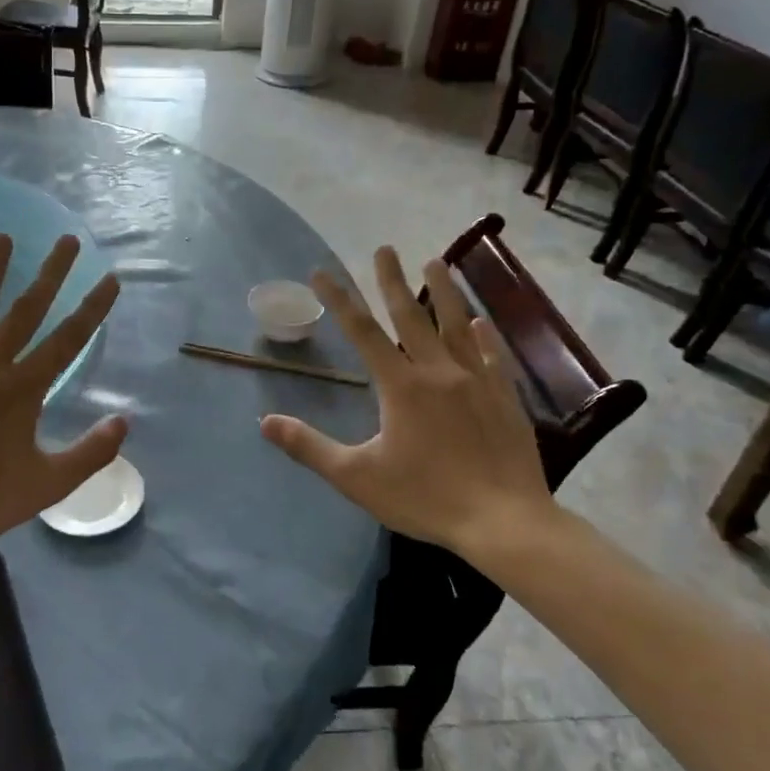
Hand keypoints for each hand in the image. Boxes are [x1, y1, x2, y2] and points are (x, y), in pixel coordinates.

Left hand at [0, 233, 125, 553]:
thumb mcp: (47, 485)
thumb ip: (89, 453)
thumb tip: (124, 422)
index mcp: (25, 388)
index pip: (68, 339)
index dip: (93, 308)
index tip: (110, 278)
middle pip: (26, 310)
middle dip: (51, 273)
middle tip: (67, 240)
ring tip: (2, 237)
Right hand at [259, 246, 563, 570]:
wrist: (504, 522)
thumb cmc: (425, 498)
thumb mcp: (356, 477)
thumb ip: (310, 447)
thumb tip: (265, 421)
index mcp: (400, 386)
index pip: (362, 332)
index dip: (340, 300)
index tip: (323, 272)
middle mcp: (437, 372)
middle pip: (410, 316)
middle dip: (392, 281)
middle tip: (384, 248)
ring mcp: (476, 381)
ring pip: (456, 325)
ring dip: (443, 292)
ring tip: (436, 262)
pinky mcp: (504, 398)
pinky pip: (491, 356)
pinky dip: (483, 335)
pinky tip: (480, 321)